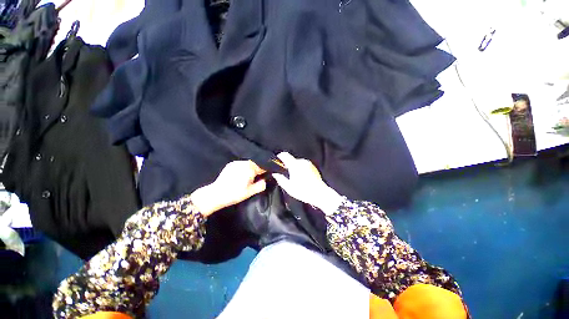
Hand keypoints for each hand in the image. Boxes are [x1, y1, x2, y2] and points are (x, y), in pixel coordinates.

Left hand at [191, 161, 266, 215]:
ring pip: (248, 164)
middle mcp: (244, 163)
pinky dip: (243, 169)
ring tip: (247, 179)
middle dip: (257, 171)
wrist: (216, 194)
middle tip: (256, 180)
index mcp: (250, 168)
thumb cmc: (235, 193)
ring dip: (250, 170)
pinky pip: (241, 165)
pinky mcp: (230, 165)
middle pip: (255, 164)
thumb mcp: (250, 192)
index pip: (262, 167)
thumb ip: (261, 185)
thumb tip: (265, 180)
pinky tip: (240, 177)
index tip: (266, 176)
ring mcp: (236, 163)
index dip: (265, 172)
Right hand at [272, 152, 342, 214]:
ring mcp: (308, 164)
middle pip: (291, 159)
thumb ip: (280, 179)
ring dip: (295, 167)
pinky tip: (302, 177)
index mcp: (294, 165)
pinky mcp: (313, 167)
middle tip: (286, 173)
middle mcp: (302, 162)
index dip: (280, 156)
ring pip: (298, 162)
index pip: (285, 155)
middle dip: (288, 165)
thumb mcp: (289, 187)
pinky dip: (301, 169)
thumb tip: (275, 174)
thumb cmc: (303, 191)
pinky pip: (304, 165)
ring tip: (294, 177)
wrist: (319, 193)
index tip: (277, 160)